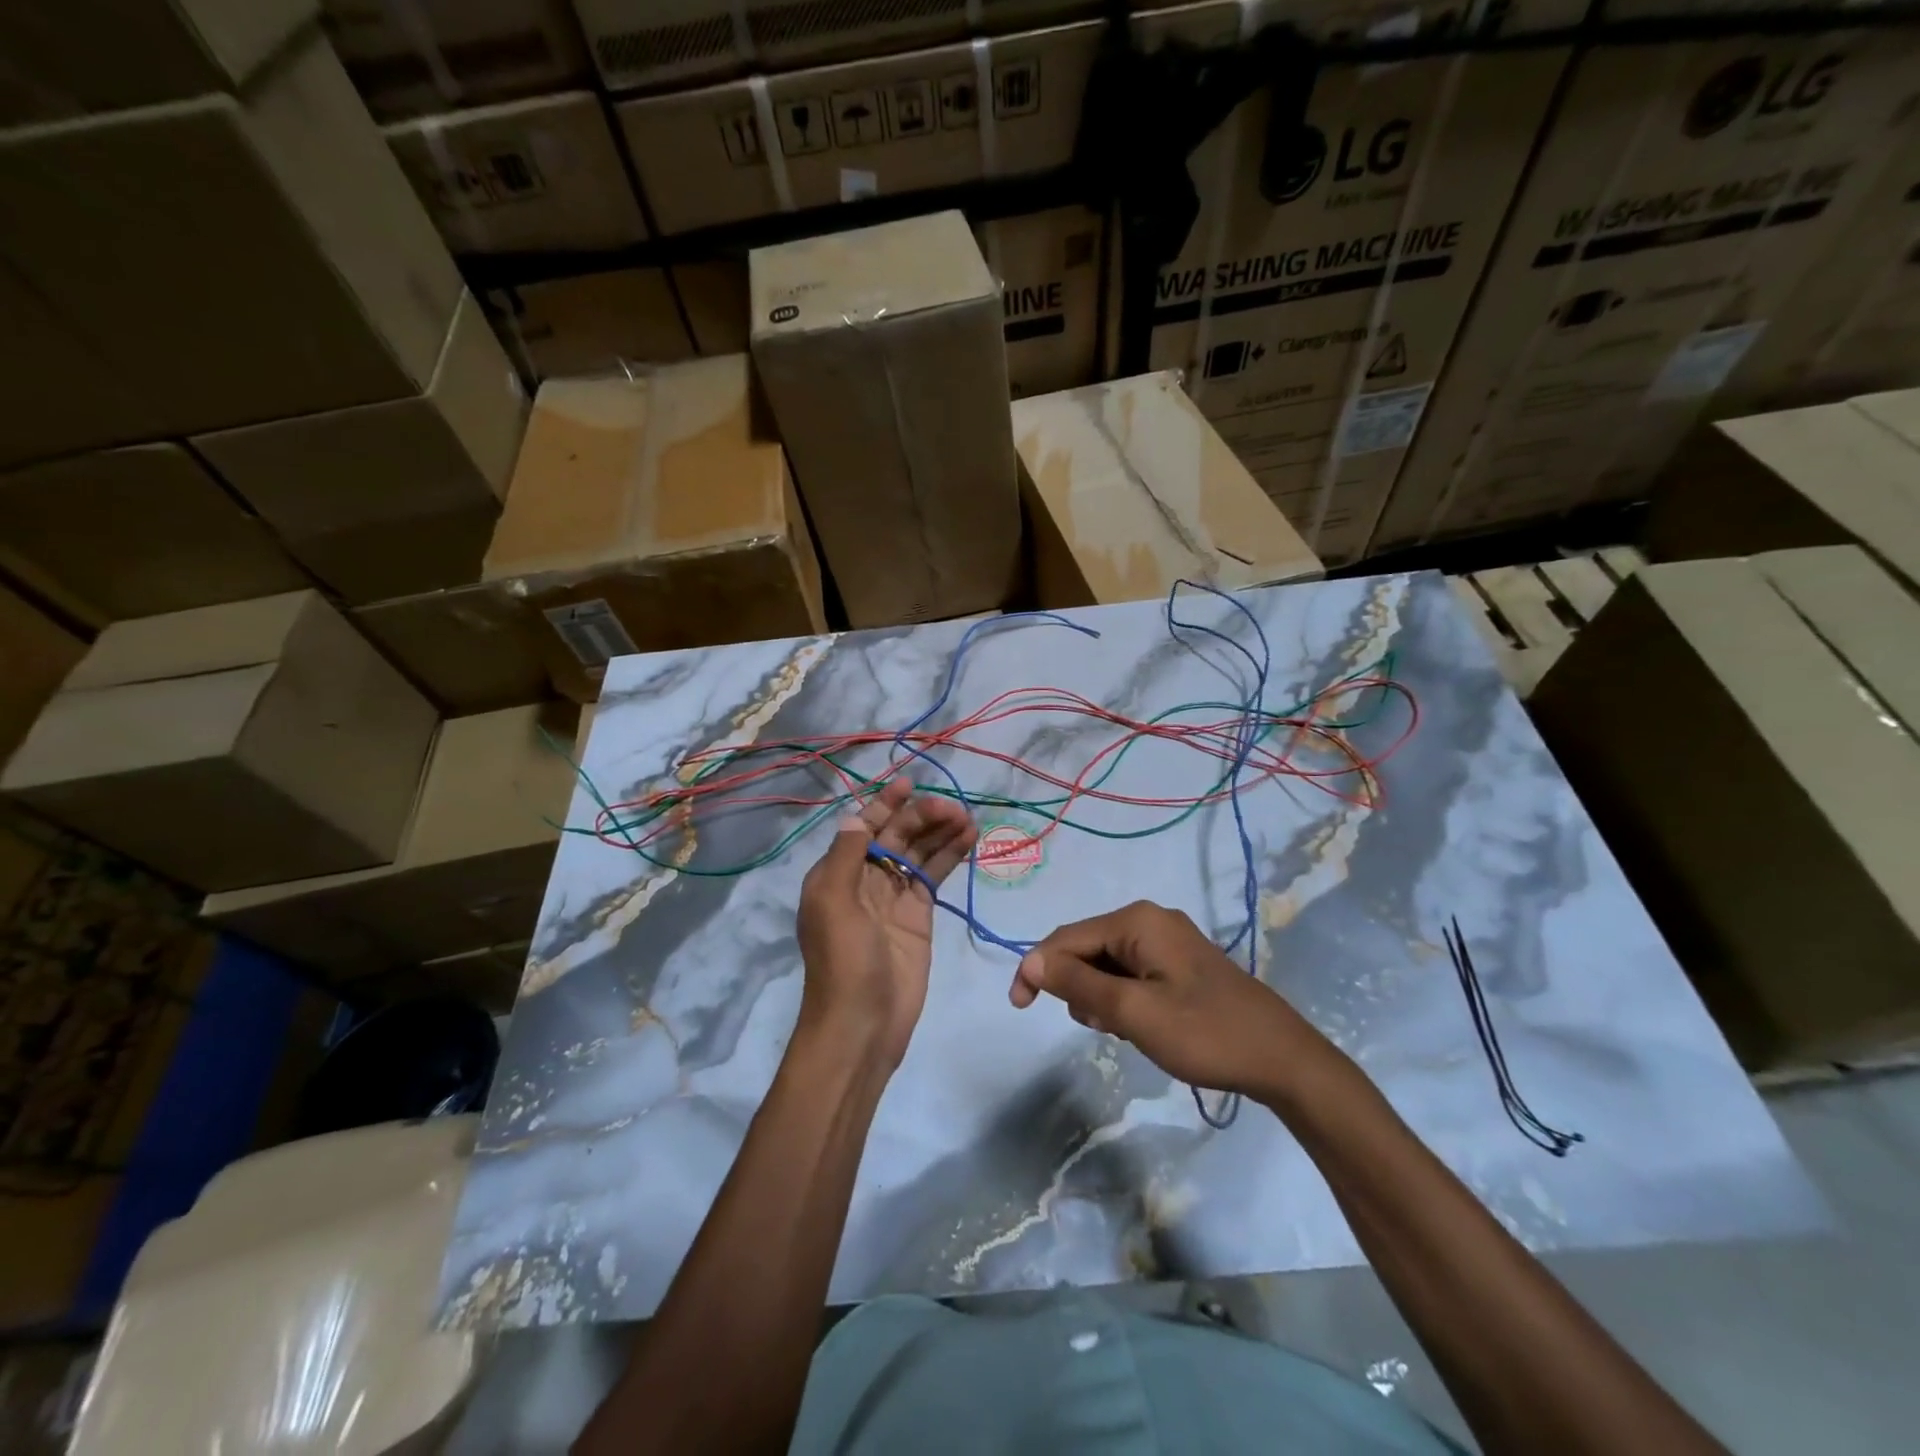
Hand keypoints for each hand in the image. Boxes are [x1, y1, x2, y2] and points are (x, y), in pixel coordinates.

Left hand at [796, 778, 976, 1068]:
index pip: (863, 827)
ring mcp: (894, 897)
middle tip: (953, 809)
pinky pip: (934, 876)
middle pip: (895, 835)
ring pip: (918, 852)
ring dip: (940, 832)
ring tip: (967, 817)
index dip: (885, 804)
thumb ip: (846, 855)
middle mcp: (864, 879)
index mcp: (836, 873)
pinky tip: (969, 838)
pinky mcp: (919, 915)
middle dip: (921, 817)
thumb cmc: (844, 960)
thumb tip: (856, 816)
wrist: (863, 1024)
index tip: (910, 784)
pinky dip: (950, 856)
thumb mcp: (833, 901)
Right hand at [1009, 901, 1335, 1101]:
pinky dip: (1123, 999)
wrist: (1283, 1060)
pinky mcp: (1180, 964)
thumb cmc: (1204, 1033)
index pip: (1066, 938)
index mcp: (1137, 921)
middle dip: (1077, 988)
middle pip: (1087, 948)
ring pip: (1108, 964)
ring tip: (1125, 1031)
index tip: (1019, 1008)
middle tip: (1099, 1029)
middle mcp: (1150, 920)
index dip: (1037, 969)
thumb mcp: (1133, 1013)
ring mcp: (1168, 941)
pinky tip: (1142, 1026)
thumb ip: (1078, 984)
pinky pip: (1132, 974)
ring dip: (1101, 998)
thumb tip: (1031, 961)